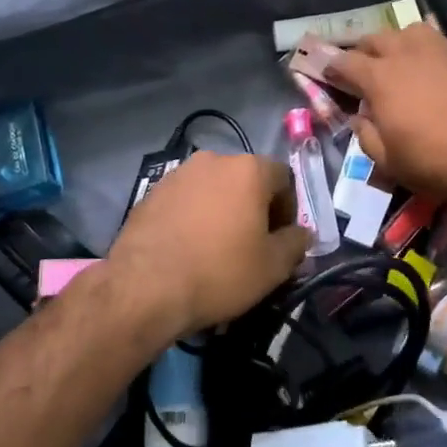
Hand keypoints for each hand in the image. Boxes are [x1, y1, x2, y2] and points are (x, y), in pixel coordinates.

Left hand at [105, 151, 310, 338]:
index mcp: (248, 169)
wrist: (145, 286)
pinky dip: (194, 216)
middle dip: (254, 207)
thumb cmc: (219, 271)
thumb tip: (302, 234)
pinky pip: (186, 200)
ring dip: (222, 210)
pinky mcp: (151, 192)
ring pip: (213, 189)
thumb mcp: (272, 267)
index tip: (281, 240)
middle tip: (252, 245)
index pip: (283, 178)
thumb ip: (295, 244)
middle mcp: (213, 160)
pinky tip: (189, 248)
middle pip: (246, 180)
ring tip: (217, 248)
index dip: (289, 209)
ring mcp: (178, 173)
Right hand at [325, 24, 446, 197]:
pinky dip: (432, 53)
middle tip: (366, 70)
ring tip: (404, 63)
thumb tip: (360, 118)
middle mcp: (406, 51)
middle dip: (364, 52)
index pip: (344, 61)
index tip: (330, 76)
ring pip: (409, 32)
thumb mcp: (390, 161)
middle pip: (375, 39)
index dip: (332, 68)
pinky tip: (439, 71)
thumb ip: (366, 135)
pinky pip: (441, 43)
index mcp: (379, 76)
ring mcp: (440, 46)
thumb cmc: (437, 160)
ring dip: (399, 45)